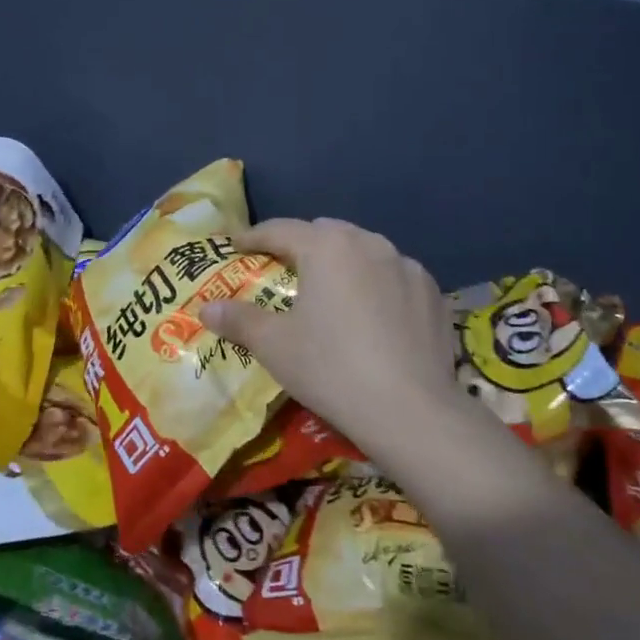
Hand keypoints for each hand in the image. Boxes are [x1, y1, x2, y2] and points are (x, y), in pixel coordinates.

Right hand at [198, 218, 460, 451]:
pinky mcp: (433, 293)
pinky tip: (374, 313)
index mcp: (327, 248)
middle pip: (327, 233)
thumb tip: (206, 308)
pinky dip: (378, 283)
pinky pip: (395, 276)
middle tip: (284, 268)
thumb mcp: (275, 346)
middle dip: (302, 244)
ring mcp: (407, 266)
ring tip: (332, 289)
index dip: (255, 236)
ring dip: (343, 261)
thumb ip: (239, 320)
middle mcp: (369, 244)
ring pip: (365, 250)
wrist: (411, 410)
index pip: (282, 229)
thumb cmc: (331, 368)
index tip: (237, 245)